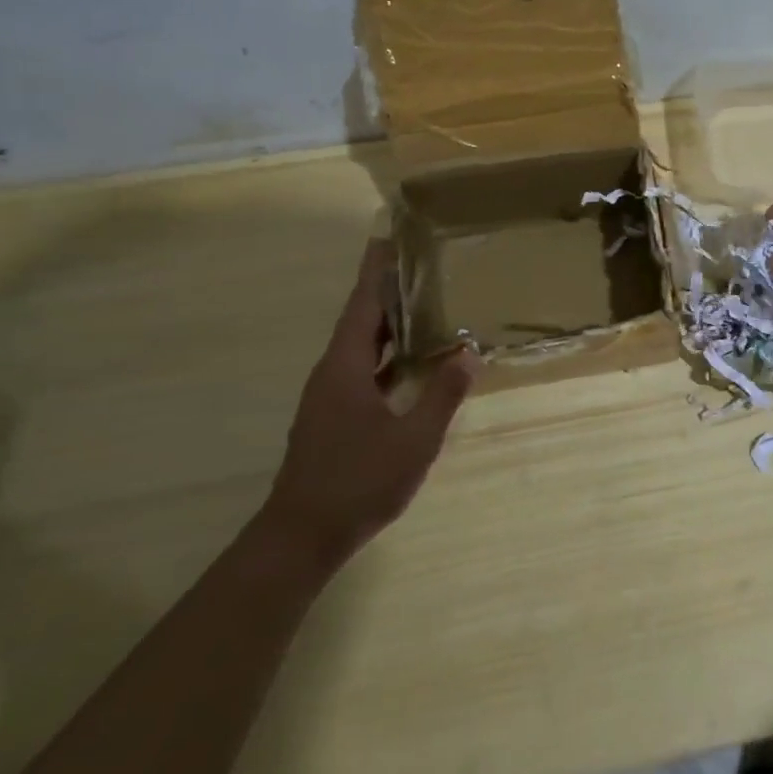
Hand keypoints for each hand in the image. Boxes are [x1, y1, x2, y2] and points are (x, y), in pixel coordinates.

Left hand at [262, 239, 479, 569]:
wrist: (302, 536)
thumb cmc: (358, 481)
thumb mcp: (414, 439)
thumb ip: (443, 395)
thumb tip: (470, 354)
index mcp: (346, 367)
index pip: (363, 305)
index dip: (375, 271)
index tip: (387, 238)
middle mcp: (333, 373)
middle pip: (361, 320)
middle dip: (386, 290)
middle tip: (419, 264)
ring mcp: (330, 397)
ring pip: (362, 347)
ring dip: (388, 324)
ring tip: (422, 303)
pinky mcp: (333, 417)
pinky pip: (363, 370)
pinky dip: (387, 356)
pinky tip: (411, 362)